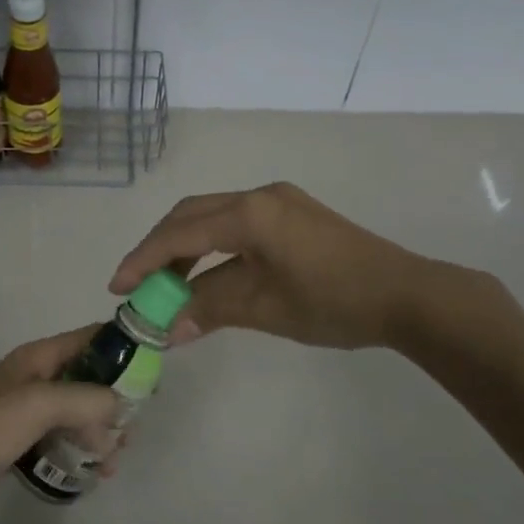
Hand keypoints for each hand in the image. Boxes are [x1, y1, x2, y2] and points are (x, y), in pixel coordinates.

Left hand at [0, 327, 122, 517]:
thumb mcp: (38, 405)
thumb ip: (84, 399)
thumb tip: (120, 405)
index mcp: (39, 358)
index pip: (91, 338)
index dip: (124, 348)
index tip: (154, 370)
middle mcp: (36, 378)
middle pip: (89, 378)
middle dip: (115, 400)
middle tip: (133, 430)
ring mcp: (26, 410)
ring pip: (77, 412)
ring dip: (100, 431)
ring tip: (114, 460)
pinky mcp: (19, 440)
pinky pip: (60, 438)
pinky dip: (80, 450)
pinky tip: (93, 473)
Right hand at [111, 182, 499, 351]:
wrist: (406, 295)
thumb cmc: (333, 301)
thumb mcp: (264, 307)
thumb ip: (210, 308)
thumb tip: (167, 328)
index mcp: (250, 213)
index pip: (180, 233)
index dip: (144, 259)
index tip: (117, 287)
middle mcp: (259, 195)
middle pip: (191, 214)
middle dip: (159, 248)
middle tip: (137, 284)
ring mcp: (279, 201)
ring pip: (214, 216)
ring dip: (186, 247)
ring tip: (168, 284)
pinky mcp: (293, 214)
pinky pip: (237, 224)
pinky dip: (213, 247)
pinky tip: (208, 274)